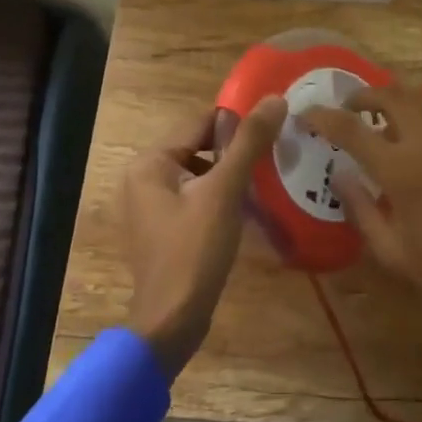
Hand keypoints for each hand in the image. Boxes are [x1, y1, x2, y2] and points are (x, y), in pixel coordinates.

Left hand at [122, 96, 287, 378]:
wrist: (172, 323)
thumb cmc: (194, 251)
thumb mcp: (225, 192)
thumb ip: (249, 143)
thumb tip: (275, 98)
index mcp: (150, 162)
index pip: (200, 124)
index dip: (238, 123)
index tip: (275, 126)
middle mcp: (144, 178)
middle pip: (200, 149)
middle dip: (237, 152)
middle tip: (277, 155)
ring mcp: (151, 207)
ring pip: (201, 176)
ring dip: (231, 177)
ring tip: (270, 180)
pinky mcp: (163, 231)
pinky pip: (196, 200)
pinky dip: (221, 199)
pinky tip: (249, 210)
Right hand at [303, 88, 421, 348]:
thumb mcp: (392, 251)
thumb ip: (360, 208)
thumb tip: (340, 175)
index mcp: (401, 168)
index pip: (350, 128)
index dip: (322, 117)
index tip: (305, 114)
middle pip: (390, 95)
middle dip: (363, 95)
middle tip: (347, 109)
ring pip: (418, 104)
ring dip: (393, 107)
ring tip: (380, 131)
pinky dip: (418, 124)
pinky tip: (418, 153)